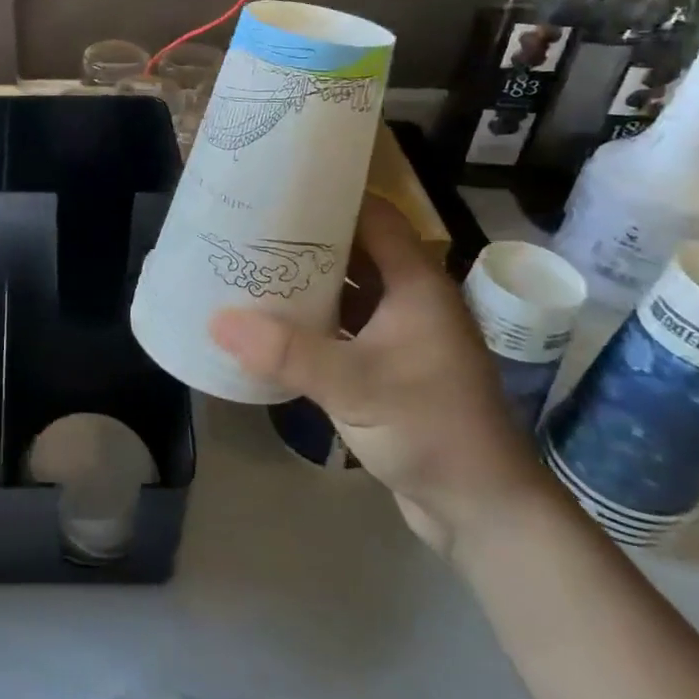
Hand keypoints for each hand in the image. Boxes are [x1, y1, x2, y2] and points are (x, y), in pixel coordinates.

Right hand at [210, 198, 551, 556]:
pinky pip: (343, 324)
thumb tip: (217, 319)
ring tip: (249, 266)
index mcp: (417, 283)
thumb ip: (287, 351)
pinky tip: (271, 321)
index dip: (329, 196)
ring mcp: (400, 333)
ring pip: (346, 288)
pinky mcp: (388, 364)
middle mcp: (410, 298)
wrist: (482, 511)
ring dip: (304, 279)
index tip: (276, 187)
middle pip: (353, 248)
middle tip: (248, 227)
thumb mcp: (356, 386)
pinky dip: (311, 318)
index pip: (373, 216)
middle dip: (303, 237)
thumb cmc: (432, 431)